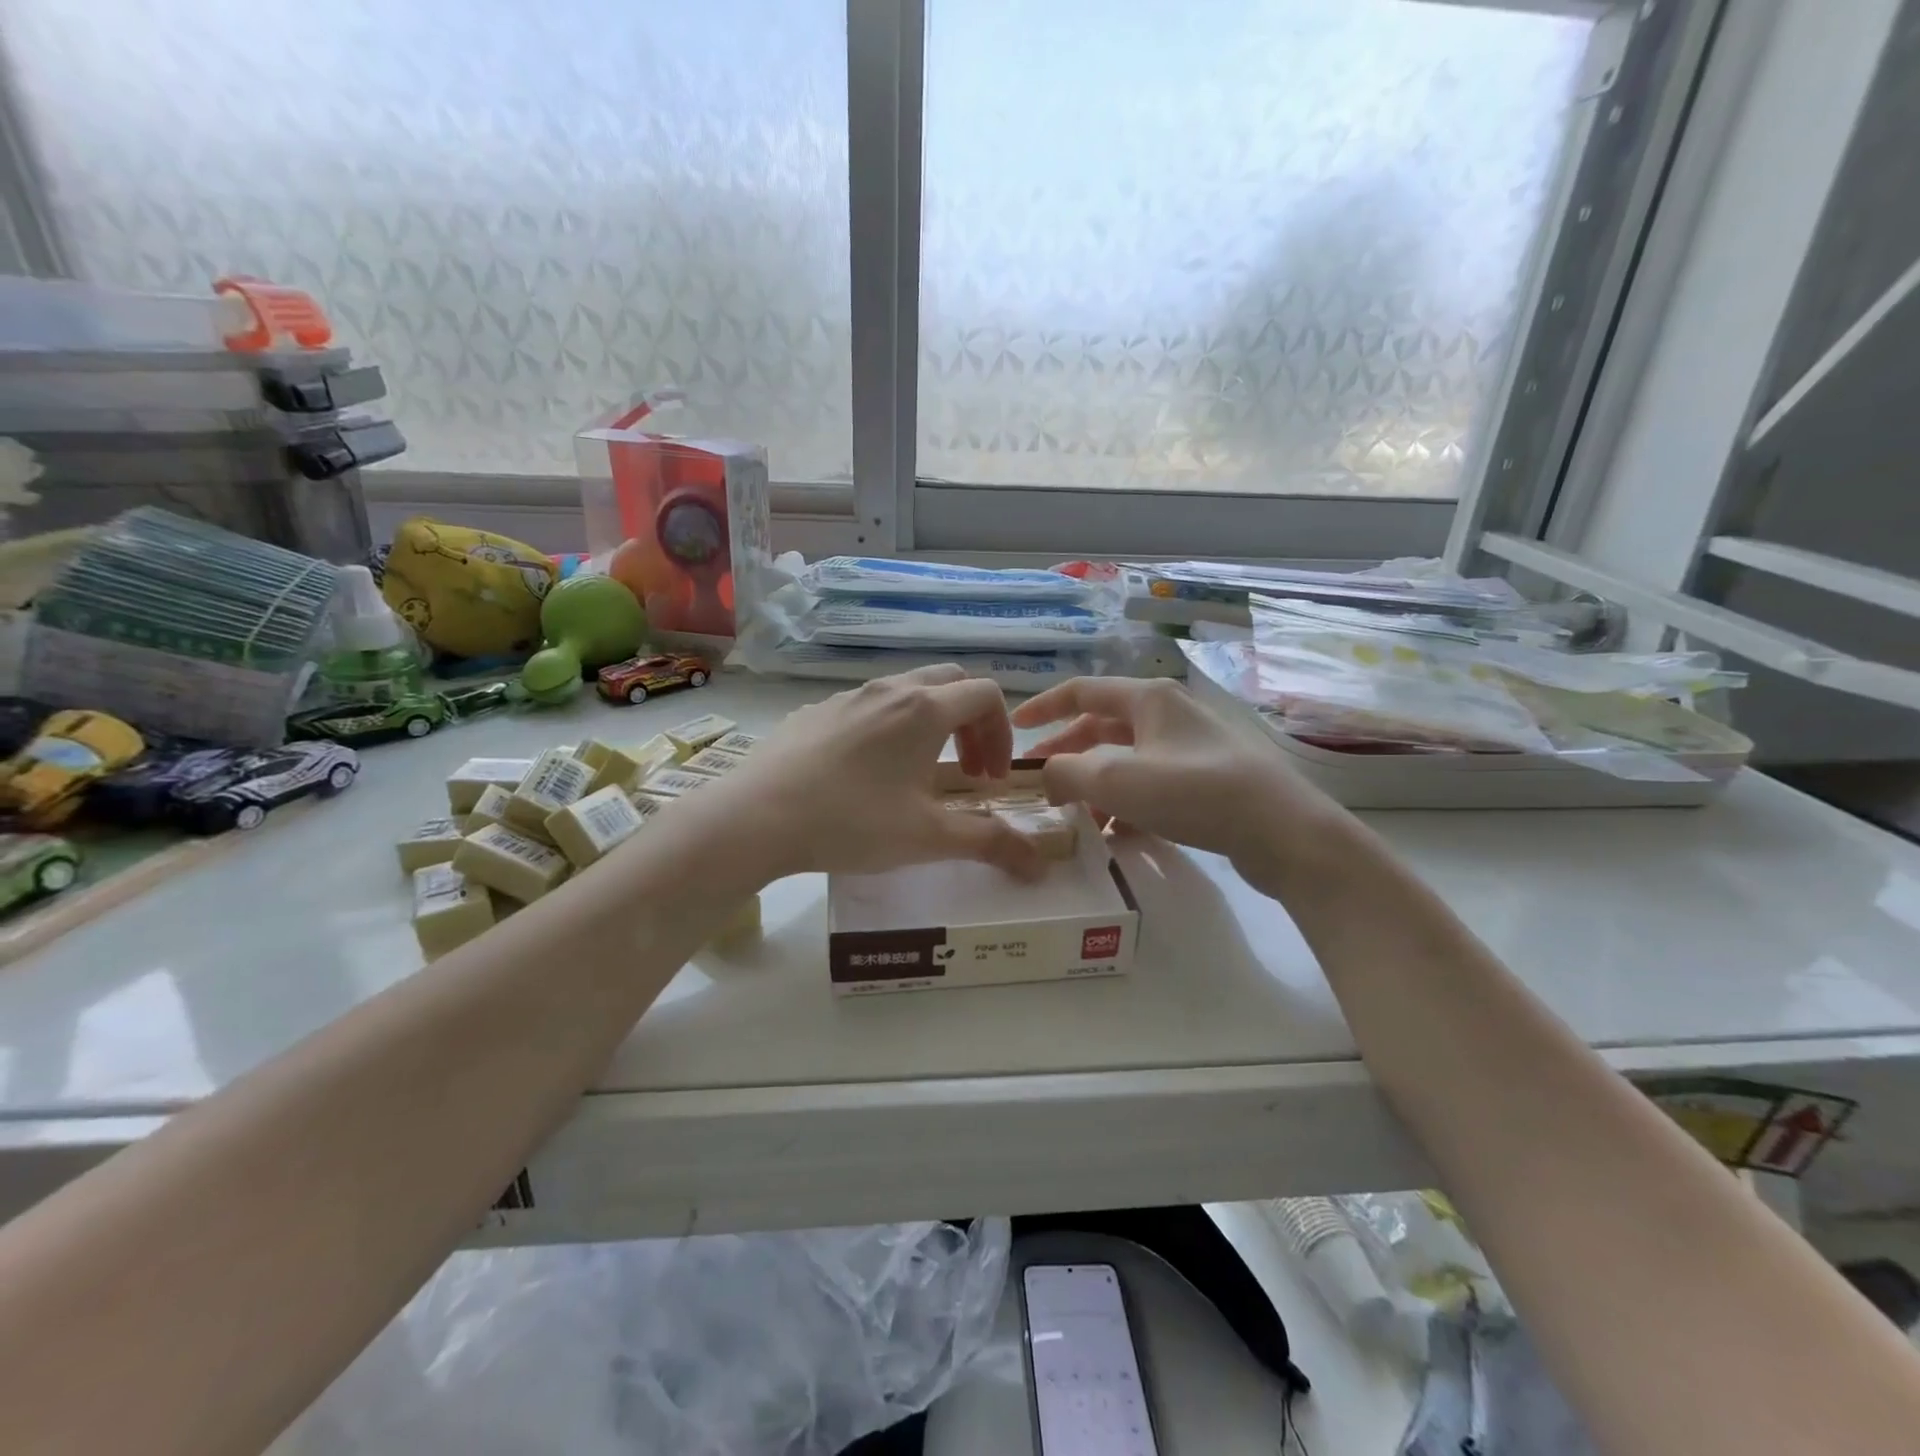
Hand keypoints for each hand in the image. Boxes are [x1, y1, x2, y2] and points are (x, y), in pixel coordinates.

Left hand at [727, 665, 1044, 880]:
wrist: (755, 817)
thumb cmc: (852, 822)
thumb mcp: (927, 838)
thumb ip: (989, 843)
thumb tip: (1039, 865)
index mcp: (925, 709)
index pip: (986, 695)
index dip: (1002, 733)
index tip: (990, 778)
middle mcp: (890, 689)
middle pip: (950, 682)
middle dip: (971, 722)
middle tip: (966, 771)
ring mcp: (847, 696)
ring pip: (906, 691)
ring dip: (930, 723)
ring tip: (919, 773)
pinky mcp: (814, 711)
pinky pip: (867, 705)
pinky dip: (888, 727)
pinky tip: (865, 774)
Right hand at [1011, 676, 1348, 891]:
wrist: (1284, 832)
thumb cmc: (1196, 793)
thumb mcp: (1118, 780)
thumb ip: (1067, 773)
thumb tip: (1048, 777)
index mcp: (1148, 699)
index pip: (1081, 691)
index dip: (1043, 707)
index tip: (1015, 729)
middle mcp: (1169, 714)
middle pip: (1101, 726)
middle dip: (1066, 753)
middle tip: (1040, 783)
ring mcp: (1191, 747)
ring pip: (1126, 759)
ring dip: (1095, 783)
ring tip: (1074, 817)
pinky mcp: (1207, 780)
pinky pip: (1150, 783)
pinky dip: (1125, 802)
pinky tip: (1115, 833)